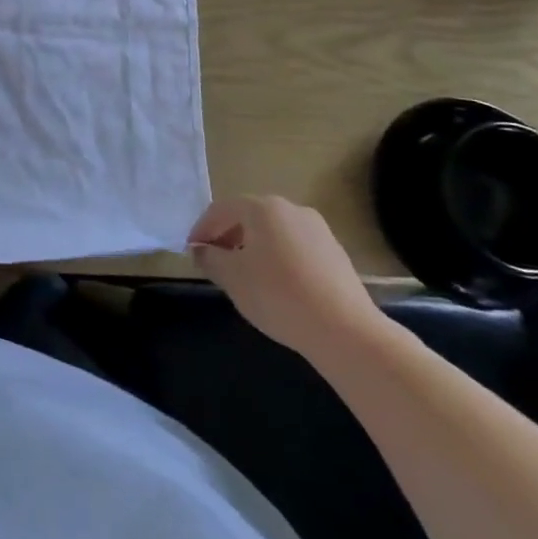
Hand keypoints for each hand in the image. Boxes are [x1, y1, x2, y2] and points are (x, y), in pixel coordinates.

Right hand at [189, 195, 382, 360]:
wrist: (345, 330)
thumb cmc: (277, 295)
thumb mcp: (231, 277)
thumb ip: (210, 258)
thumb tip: (203, 250)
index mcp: (262, 208)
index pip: (220, 210)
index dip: (201, 229)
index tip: (192, 252)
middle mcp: (291, 209)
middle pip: (248, 217)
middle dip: (227, 237)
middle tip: (215, 262)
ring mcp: (318, 230)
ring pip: (273, 232)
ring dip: (253, 248)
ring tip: (245, 276)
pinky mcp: (335, 253)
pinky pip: (295, 248)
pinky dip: (278, 259)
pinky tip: (277, 286)